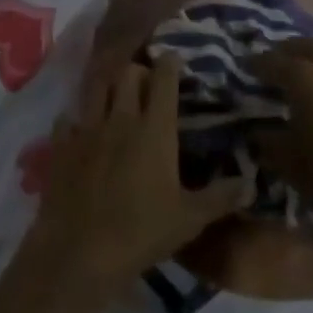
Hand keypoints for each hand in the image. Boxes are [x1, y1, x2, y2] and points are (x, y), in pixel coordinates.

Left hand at [28, 56, 245, 290]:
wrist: (80, 252)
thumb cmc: (141, 232)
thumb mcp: (190, 219)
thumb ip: (221, 197)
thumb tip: (251, 183)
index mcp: (154, 128)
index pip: (163, 78)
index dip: (170, 64)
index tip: (174, 59)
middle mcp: (121, 118)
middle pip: (128, 73)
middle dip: (139, 71)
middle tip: (147, 83)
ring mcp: (87, 129)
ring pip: (96, 87)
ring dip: (108, 86)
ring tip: (115, 96)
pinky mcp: (61, 146)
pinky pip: (67, 119)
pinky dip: (76, 119)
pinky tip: (80, 129)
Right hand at [246, 41, 312, 232]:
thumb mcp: (288, 162)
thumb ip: (267, 141)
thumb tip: (256, 131)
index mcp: (304, 77)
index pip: (272, 61)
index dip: (256, 63)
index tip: (246, 66)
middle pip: (305, 46)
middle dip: (288, 51)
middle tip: (277, 60)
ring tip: (310, 77)